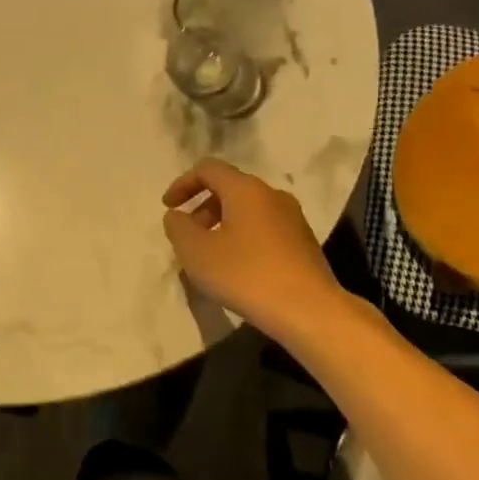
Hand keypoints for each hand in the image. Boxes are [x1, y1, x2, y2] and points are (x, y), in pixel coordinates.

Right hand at [161, 159, 341, 336]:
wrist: (310, 311)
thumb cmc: (247, 275)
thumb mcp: (197, 252)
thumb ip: (178, 228)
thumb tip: (177, 216)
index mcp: (246, 189)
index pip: (208, 169)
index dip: (183, 184)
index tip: (168, 208)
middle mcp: (272, 195)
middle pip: (230, 188)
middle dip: (202, 207)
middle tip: (188, 236)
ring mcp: (293, 218)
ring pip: (248, 210)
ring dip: (222, 225)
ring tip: (210, 256)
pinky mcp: (304, 243)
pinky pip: (264, 229)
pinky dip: (243, 238)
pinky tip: (238, 269)